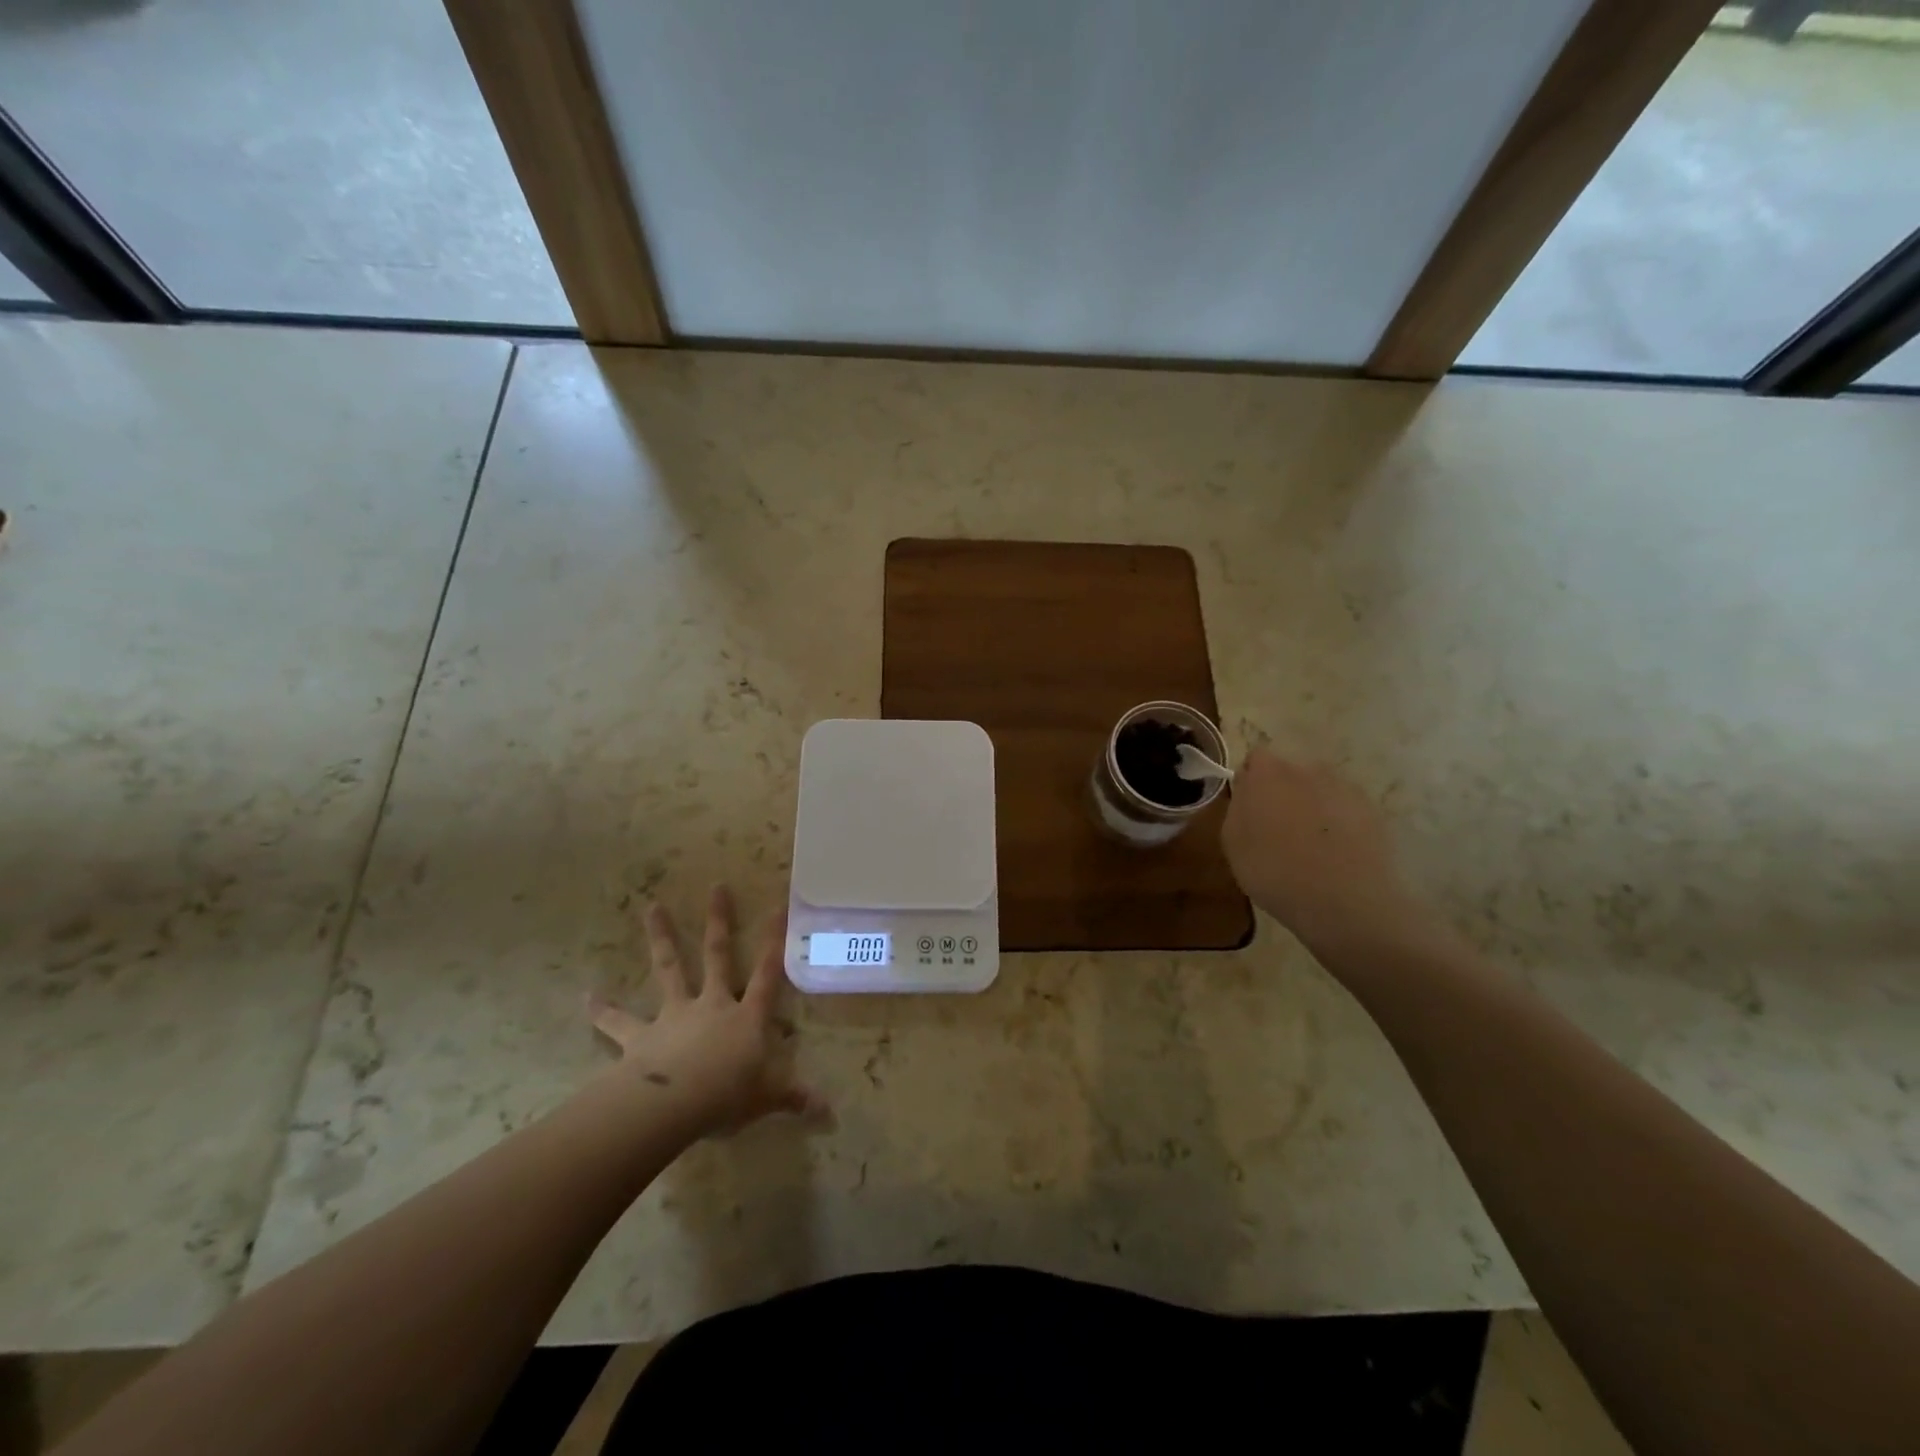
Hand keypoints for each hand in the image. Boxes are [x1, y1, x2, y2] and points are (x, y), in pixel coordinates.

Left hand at [588, 886, 825, 1138]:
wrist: (673, 1104)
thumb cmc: (727, 1096)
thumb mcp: (767, 1097)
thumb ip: (793, 1098)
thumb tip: (828, 1112)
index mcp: (746, 1017)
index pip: (767, 973)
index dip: (775, 940)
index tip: (777, 906)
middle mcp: (712, 1005)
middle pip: (718, 956)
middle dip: (719, 921)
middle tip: (716, 887)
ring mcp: (675, 1015)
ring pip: (670, 969)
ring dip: (662, 938)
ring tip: (652, 907)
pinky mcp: (641, 1036)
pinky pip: (619, 1022)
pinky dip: (603, 1010)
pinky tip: (587, 996)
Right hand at [1222, 749, 1448, 962]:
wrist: (1346, 902)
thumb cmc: (1275, 871)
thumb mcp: (1233, 842)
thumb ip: (1238, 805)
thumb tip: (1248, 789)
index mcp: (1269, 773)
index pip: (1256, 758)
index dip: (1252, 781)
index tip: (1249, 809)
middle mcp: (1308, 769)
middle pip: (1290, 772)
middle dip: (1283, 792)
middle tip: (1277, 829)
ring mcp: (1345, 788)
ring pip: (1320, 789)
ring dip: (1313, 806)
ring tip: (1311, 845)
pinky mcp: (1373, 811)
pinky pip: (1346, 809)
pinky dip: (1339, 824)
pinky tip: (1336, 855)